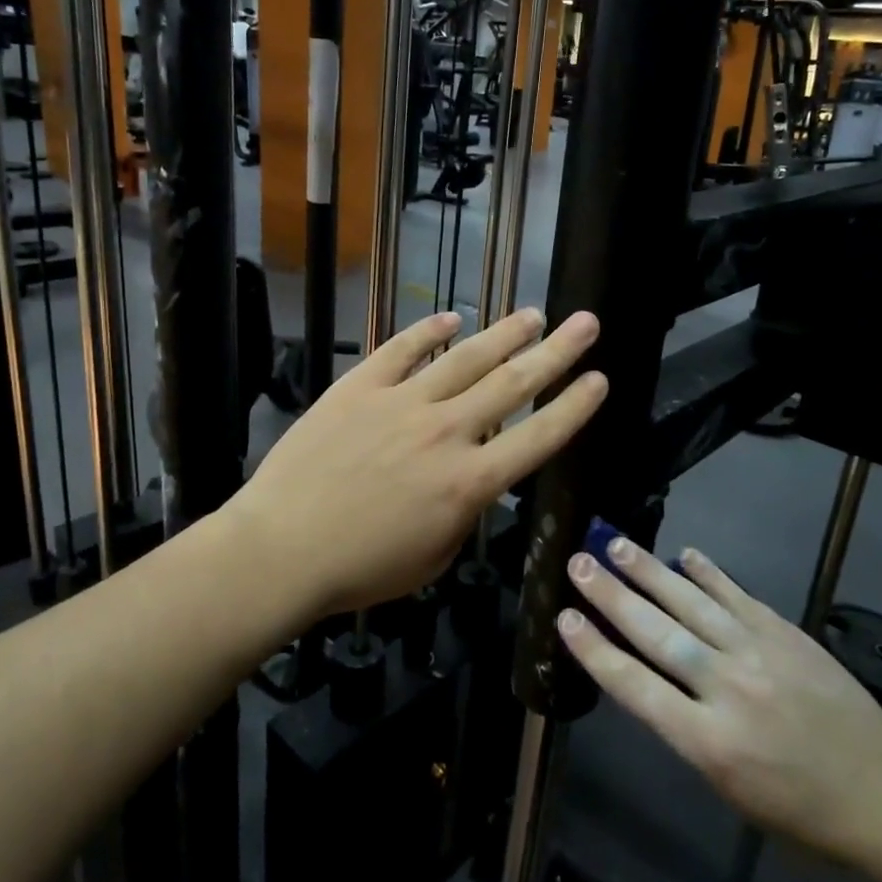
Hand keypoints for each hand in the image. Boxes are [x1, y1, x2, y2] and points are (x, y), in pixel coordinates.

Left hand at [230, 308, 606, 616]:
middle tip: (586, 322)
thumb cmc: (360, 568)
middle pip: (513, 383)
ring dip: (503, 334)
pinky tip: (451, 318)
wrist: (282, 548)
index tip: (600, 379)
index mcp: (469, 482)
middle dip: (556, 352)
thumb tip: (470, 481)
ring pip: (465, 358)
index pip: (539, 437)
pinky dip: (427, 332)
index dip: (575, 407)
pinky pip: (401, 350)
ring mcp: (402, 403)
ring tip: (533, 313)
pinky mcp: (360, 387)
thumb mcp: (433, 557)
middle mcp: (446, 432)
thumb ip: (464, 512)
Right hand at [557, 537, 881, 865]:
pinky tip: (685, 553)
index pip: (635, 686)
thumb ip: (686, 731)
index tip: (564, 617)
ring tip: (616, 544)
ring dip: (649, 571)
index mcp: (708, 741)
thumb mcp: (729, 790)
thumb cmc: (801, 813)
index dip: (594, 649)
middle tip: (578, 562)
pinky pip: (738, 596)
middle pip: (656, 632)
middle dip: (611, 595)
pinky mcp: (786, 634)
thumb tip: (651, 679)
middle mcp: (727, 688)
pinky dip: (709, 573)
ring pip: (691, 603)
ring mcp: (759, 654)